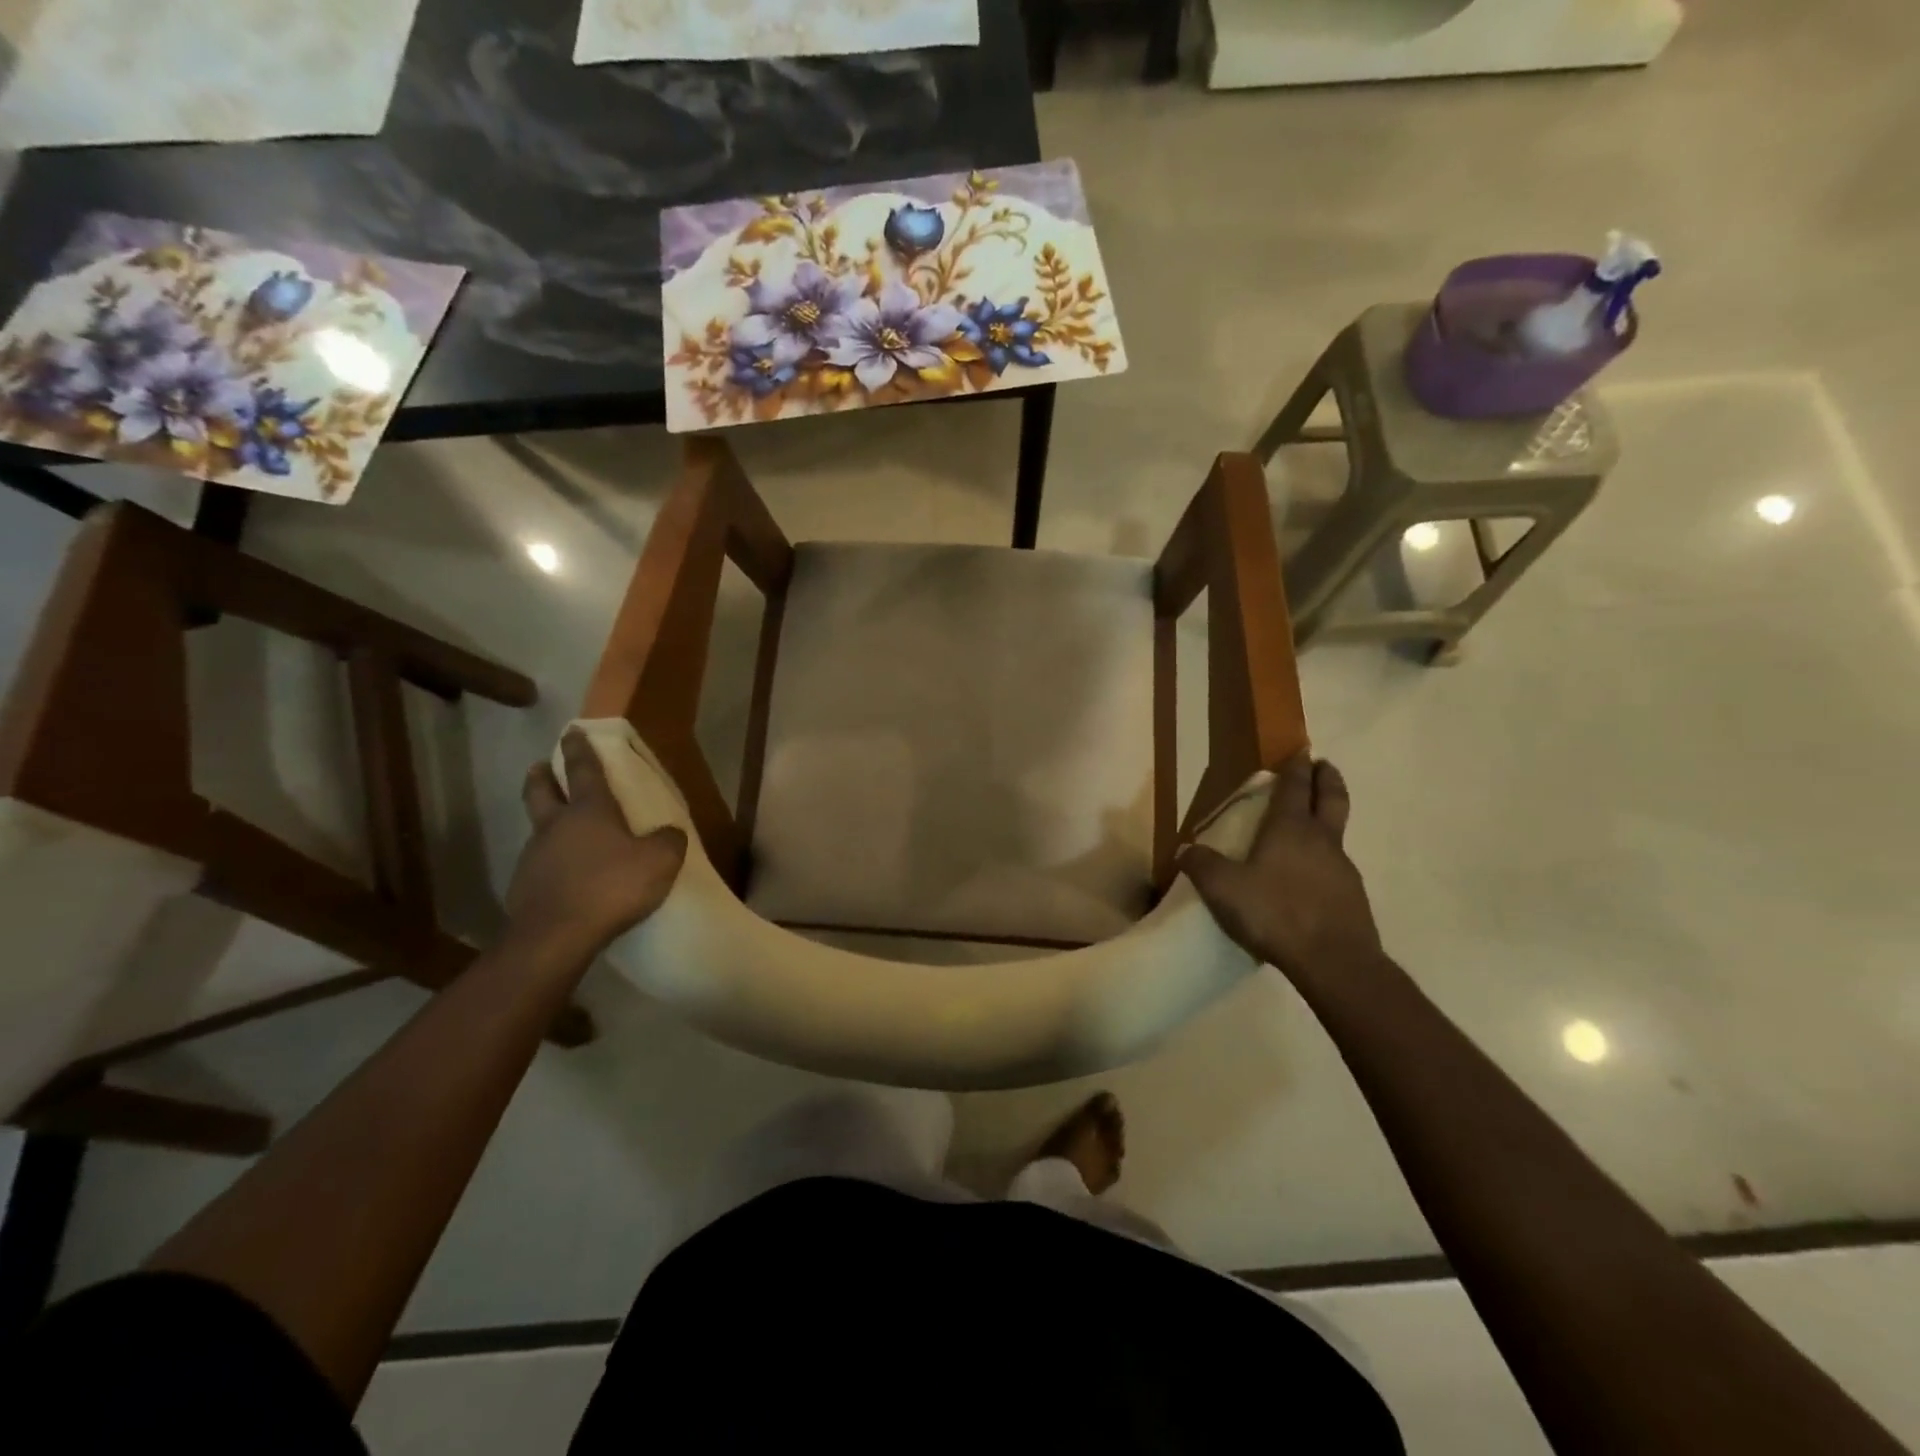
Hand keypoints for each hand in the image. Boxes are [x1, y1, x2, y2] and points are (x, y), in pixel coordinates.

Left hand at [507, 729, 686, 961]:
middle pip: (541, 791)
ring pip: (538, 828)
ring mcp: (534, 855)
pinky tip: (565, 876)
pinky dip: (550, 861)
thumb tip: (670, 833)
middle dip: (542, 775)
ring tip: (563, 831)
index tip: (572, 731)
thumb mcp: (660, 861)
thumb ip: (668, 841)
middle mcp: (556, 825)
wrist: (555, 937)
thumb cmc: (611, 887)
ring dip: (547, 822)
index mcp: (589, 811)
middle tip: (540, 766)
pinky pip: (539, 864)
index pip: (582, 769)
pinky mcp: (523, 887)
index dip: (579, 749)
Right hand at [1179, 754, 1382, 984]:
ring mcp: (1342, 867)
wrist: (1334, 961)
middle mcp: (1321, 839)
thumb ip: (1201, 866)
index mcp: (1289, 828)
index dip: (1295, 767)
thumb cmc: (1275, 912)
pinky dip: (1326, 856)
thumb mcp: (1223, 889)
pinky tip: (1313, 874)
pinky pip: (1337, 864)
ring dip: (1328, 816)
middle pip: (1331, 797)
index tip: (1300, 750)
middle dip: (1326, 778)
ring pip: (1337, 830)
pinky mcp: (1352, 895)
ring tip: (1313, 822)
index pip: (1295, 787)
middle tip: (1322, 765)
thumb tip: (1184, 850)